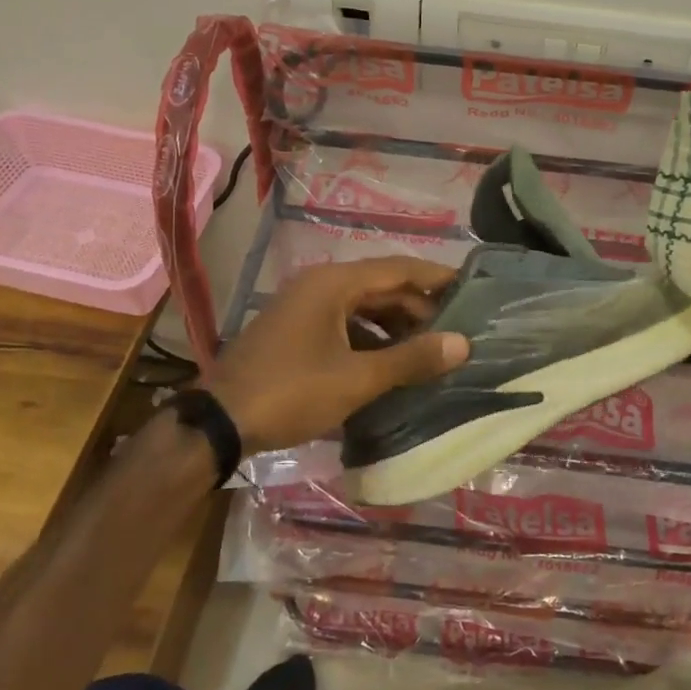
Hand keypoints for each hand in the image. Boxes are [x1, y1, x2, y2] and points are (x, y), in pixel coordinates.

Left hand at [204, 257, 470, 452]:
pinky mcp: (295, 330)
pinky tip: (389, 364)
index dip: (436, 276)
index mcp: (334, 283)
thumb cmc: (292, 391)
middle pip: (381, 286)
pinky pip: (344, 324)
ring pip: (362, 307)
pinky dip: (370, 338)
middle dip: (419, 307)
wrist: (219, 421)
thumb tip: (462, 343)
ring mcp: (304, 307)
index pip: (399, 268)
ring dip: (395, 325)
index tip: (471, 285)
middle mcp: (319, 285)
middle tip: (455, 330)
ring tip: (428, 351)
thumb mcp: (357, 378)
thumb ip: (411, 359)